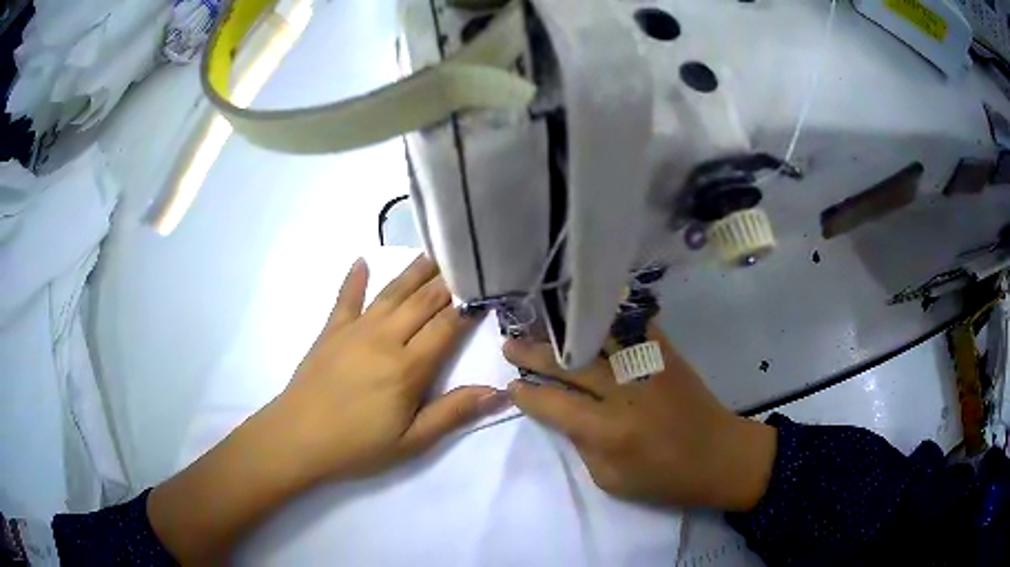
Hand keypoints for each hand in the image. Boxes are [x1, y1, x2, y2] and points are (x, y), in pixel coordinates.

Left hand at [150, 256, 505, 562]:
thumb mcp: (411, 441)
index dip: (468, 308)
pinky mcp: (330, 331)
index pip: (446, 326)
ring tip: (433, 252)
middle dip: (447, 281)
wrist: (297, 438)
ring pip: (391, 293)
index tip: (486, 289)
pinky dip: (354, 278)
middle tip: (466, 260)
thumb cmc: (357, 445)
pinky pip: (345, 298)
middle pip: (422, 302)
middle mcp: (384, 338)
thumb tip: (498, 392)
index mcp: (407, 367)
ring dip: (413, 271)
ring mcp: (354, 330)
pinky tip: (361, 261)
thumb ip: (453, 413)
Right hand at [503, 332, 775, 510]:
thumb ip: (582, 444)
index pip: (554, 404)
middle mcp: (624, 392)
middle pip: (569, 364)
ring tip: (539, 320)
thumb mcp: (611, 480)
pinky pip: (634, 325)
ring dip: (564, 328)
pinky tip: (589, 309)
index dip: (528, 394)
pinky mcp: (667, 354)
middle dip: (534, 353)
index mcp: (609, 431)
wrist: (721, 457)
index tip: (512, 386)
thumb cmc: (665, 479)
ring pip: (598, 336)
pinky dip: (608, 316)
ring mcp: (648, 367)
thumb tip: (563, 412)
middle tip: (509, 344)